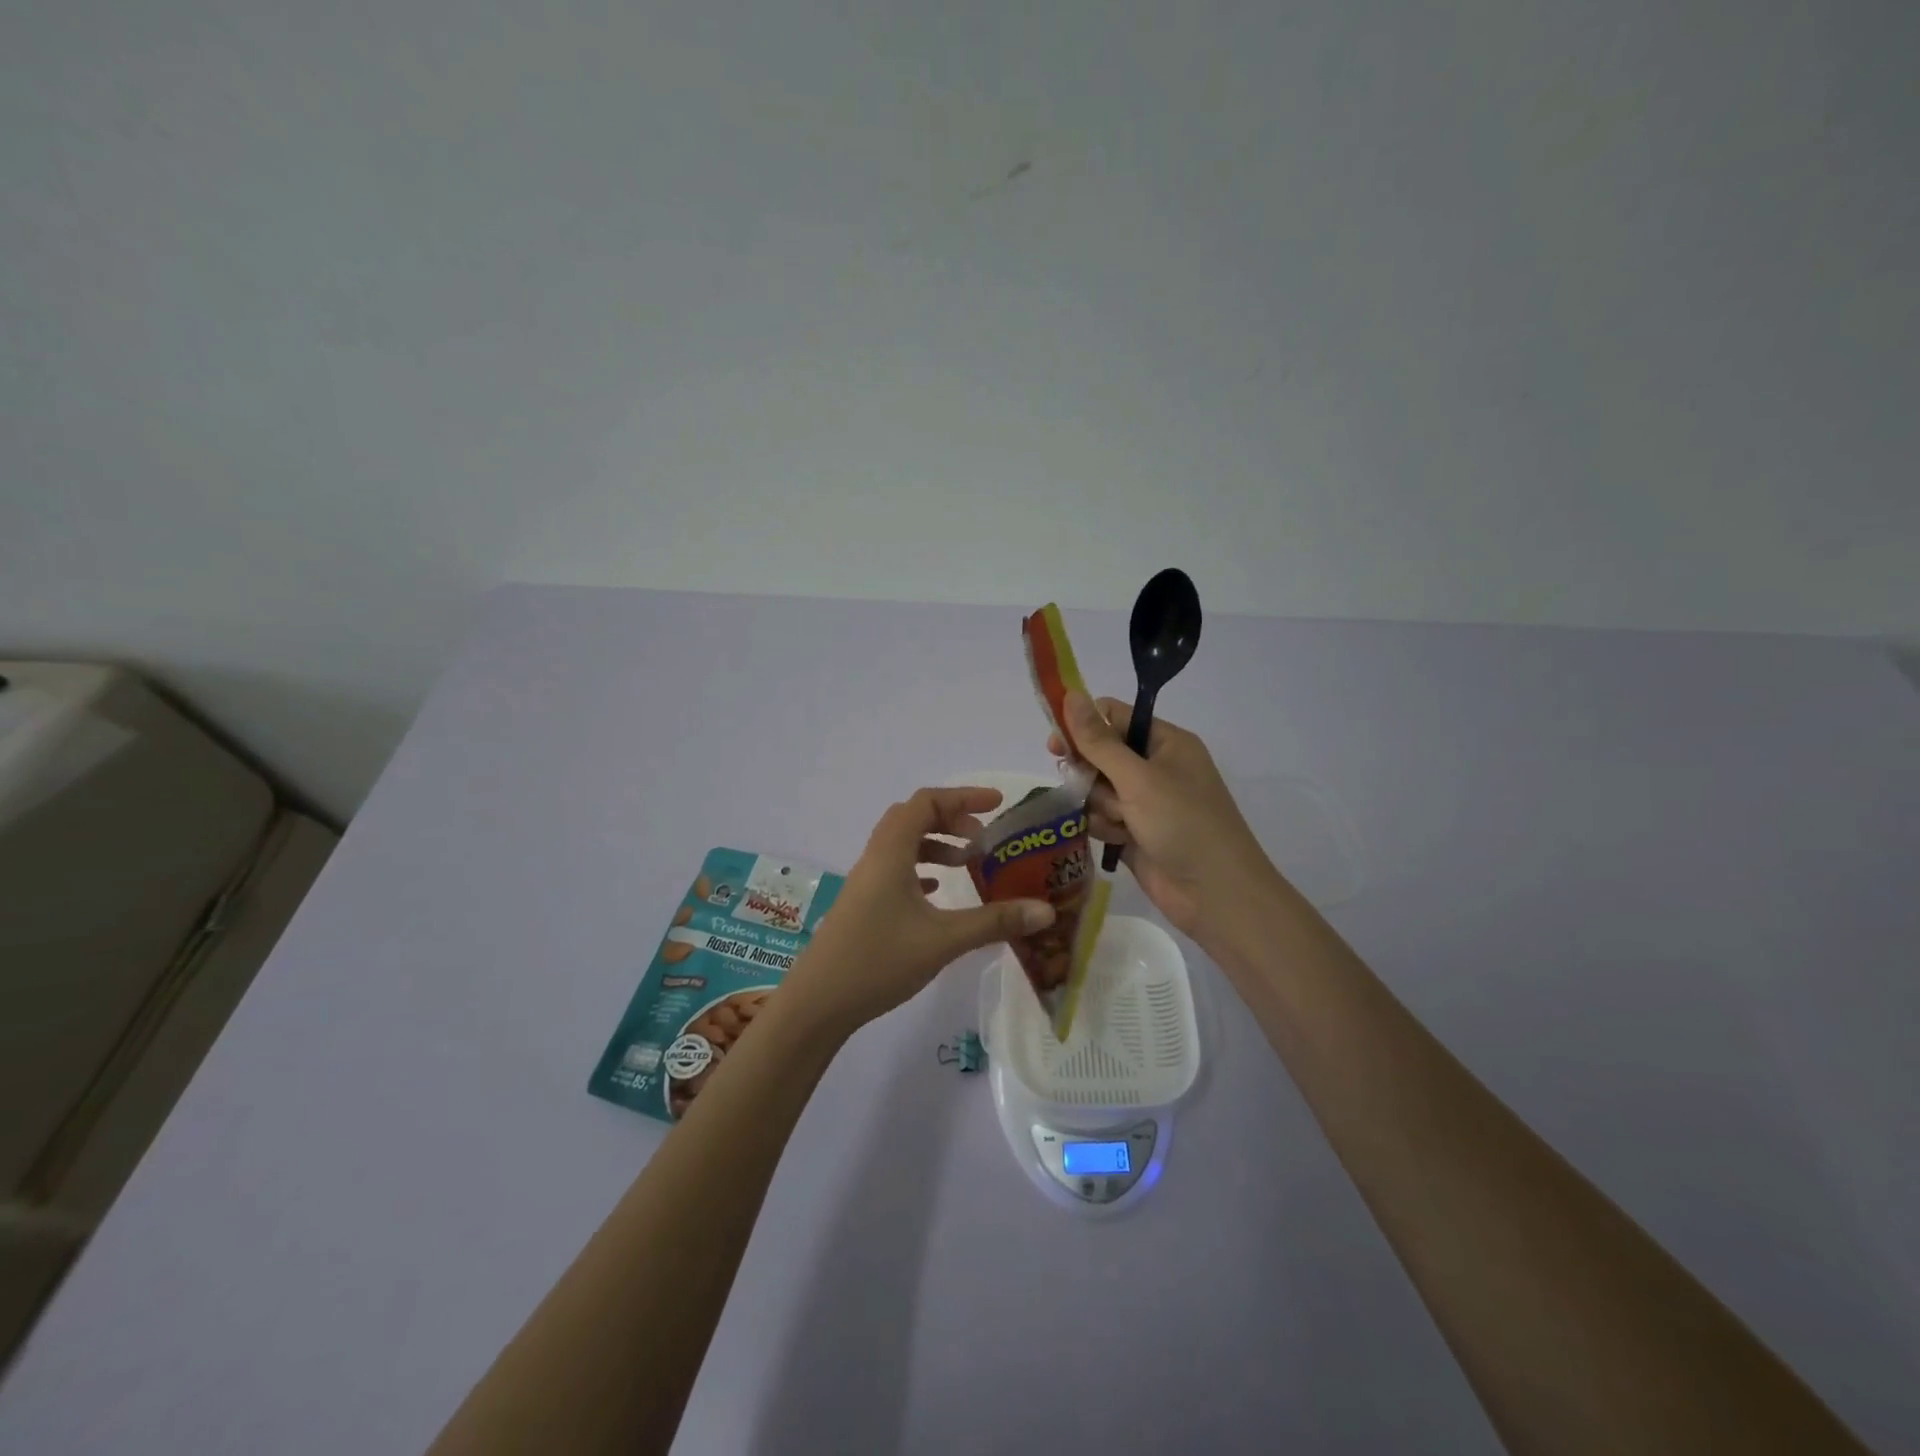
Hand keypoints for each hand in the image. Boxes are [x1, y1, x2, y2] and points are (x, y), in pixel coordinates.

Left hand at [782, 787, 1055, 1035]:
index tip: (997, 805)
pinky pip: (895, 869)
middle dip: (951, 818)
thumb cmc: (879, 960)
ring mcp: (865, 882)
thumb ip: (995, 921)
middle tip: (983, 837)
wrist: (818, 1002)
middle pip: (913, 817)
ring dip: (935, 844)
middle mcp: (876, 858)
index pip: (926, 802)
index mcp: (891, 852)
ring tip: (967, 863)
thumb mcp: (944, 940)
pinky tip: (937, 891)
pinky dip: (920, 868)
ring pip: (903, 844)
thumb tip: (1046, 911)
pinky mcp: (863, 904)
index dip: (963, 797)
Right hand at [1049, 692, 1274, 937]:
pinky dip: (1104, 827)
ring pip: (1097, 789)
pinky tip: (1118, 840)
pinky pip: (1102, 818)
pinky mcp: (1135, 833)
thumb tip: (1070, 694)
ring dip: (1099, 805)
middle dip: (1090, 772)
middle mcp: (1155, 767)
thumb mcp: (1138, 778)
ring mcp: (1145, 802)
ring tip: (1119, 823)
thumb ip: (1098, 741)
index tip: (1056, 745)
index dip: (1083, 726)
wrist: (1215, 895)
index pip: (1115, 717)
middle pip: (1101, 754)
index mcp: (1166, 742)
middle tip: (1080, 786)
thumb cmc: (1183, 824)